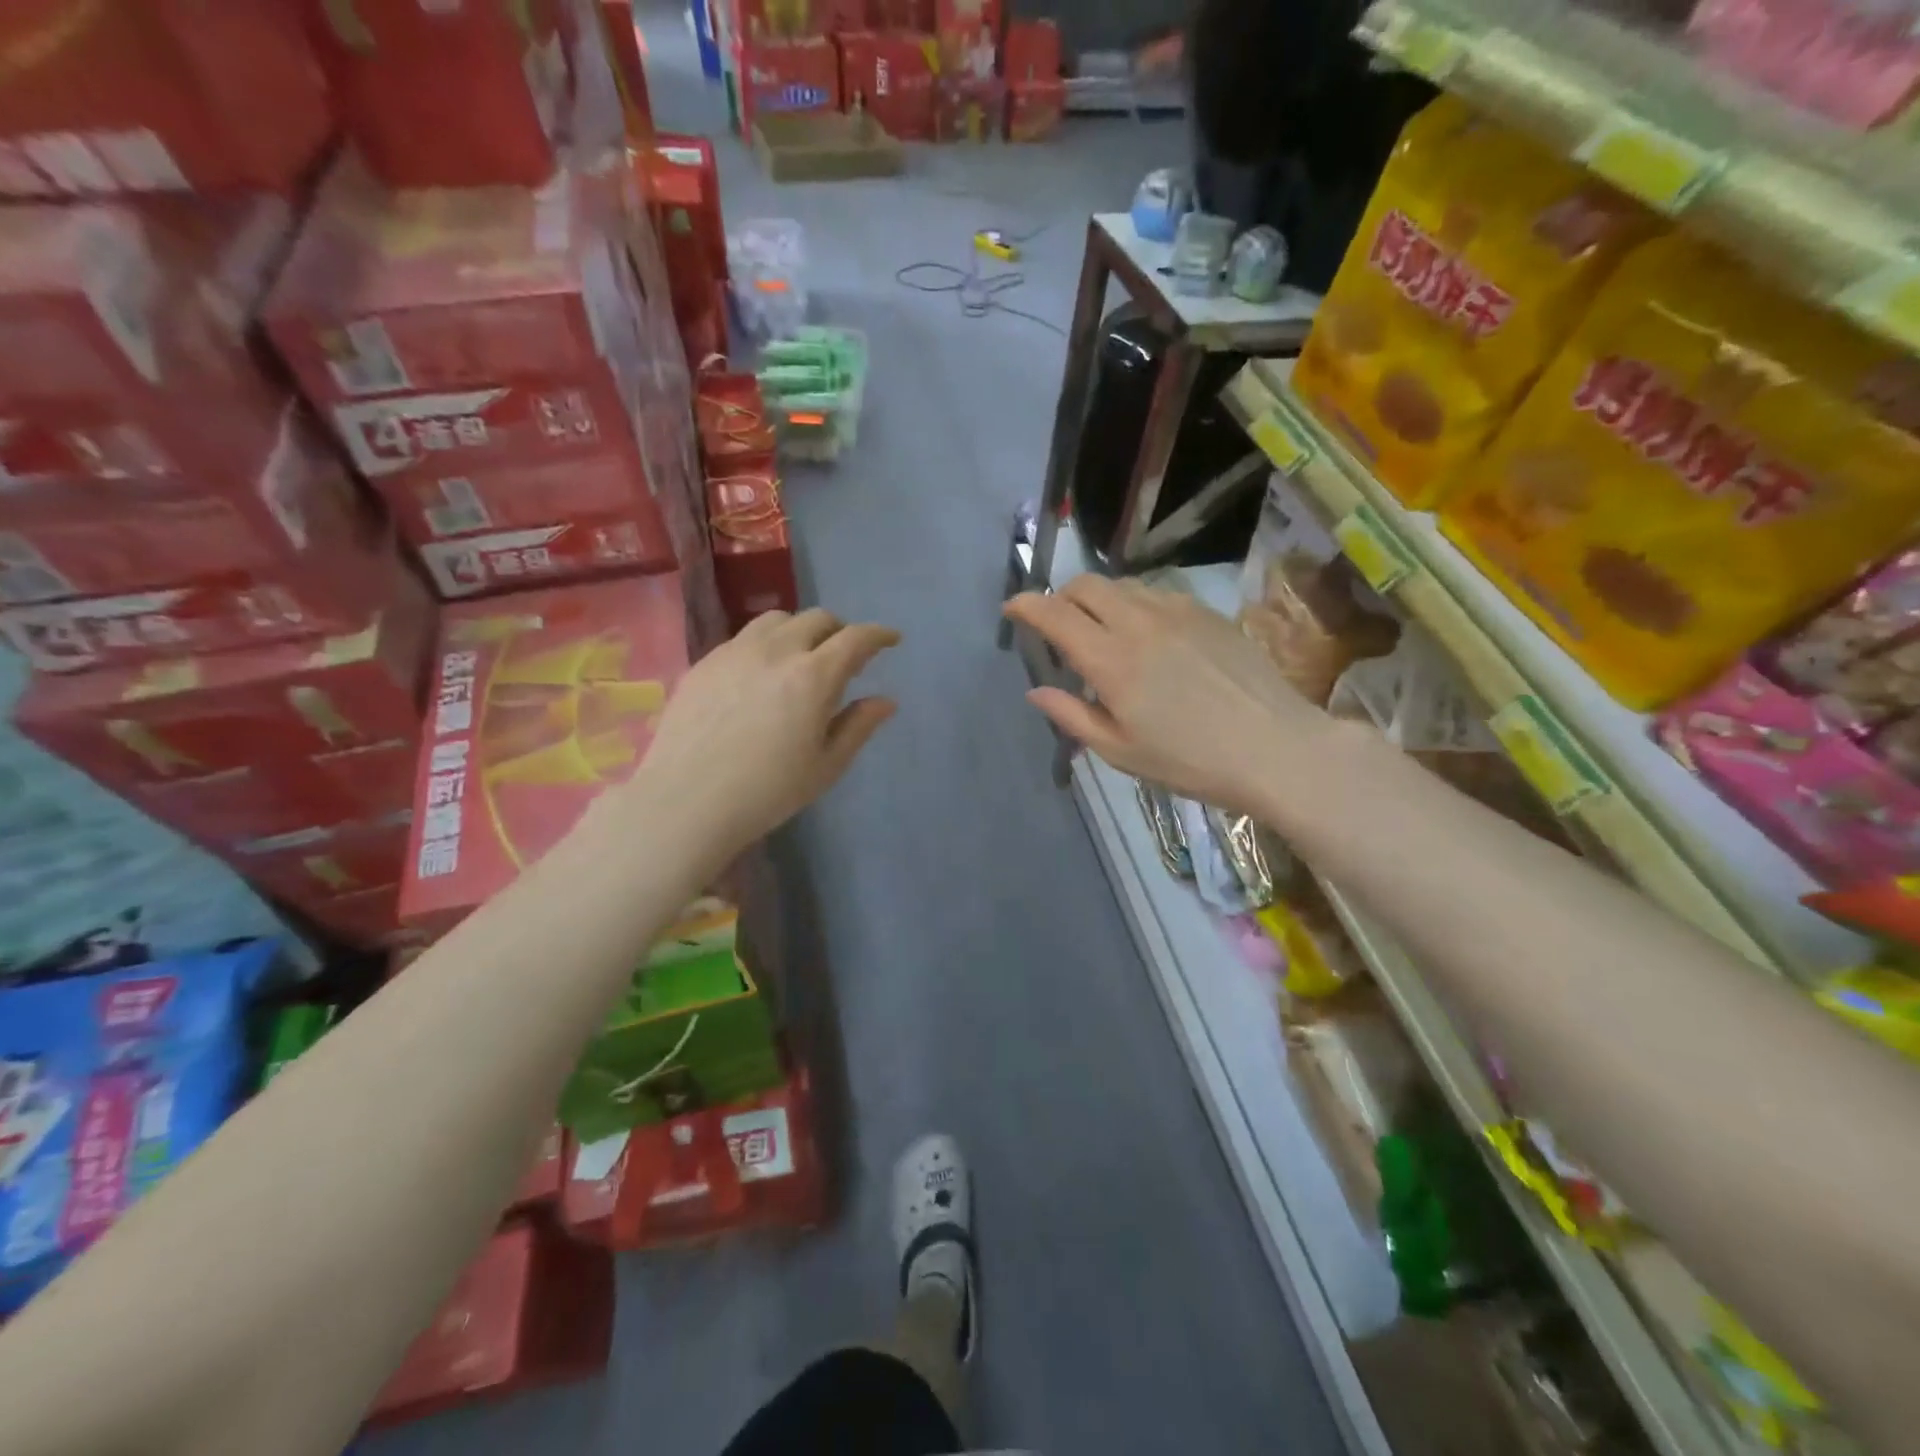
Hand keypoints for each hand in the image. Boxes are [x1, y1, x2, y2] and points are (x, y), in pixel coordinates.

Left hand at [619, 609, 898, 863]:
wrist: (687, 801)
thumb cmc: (767, 792)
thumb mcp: (825, 766)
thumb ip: (858, 727)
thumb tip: (885, 701)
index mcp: (814, 677)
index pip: (856, 638)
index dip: (879, 634)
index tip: (891, 639)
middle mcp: (776, 651)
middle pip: (817, 619)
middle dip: (840, 631)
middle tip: (845, 656)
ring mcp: (735, 652)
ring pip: (777, 620)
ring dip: (800, 630)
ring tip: (801, 657)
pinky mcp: (705, 662)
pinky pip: (743, 637)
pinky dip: (766, 644)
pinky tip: (760, 673)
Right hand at [1003, 576, 1331, 814]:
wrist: (1274, 747)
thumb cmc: (1190, 761)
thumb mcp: (1120, 751)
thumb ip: (1072, 716)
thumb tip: (1037, 691)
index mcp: (1111, 661)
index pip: (1055, 614)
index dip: (1026, 606)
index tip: (1012, 609)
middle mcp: (1138, 623)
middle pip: (1085, 585)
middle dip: (1061, 597)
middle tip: (1058, 626)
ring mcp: (1176, 611)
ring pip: (1121, 586)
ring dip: (1099, 600)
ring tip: (1104, 632)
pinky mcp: (1205, 612)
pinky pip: (1156, 593)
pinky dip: (1135, 605)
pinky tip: (1148, 637)